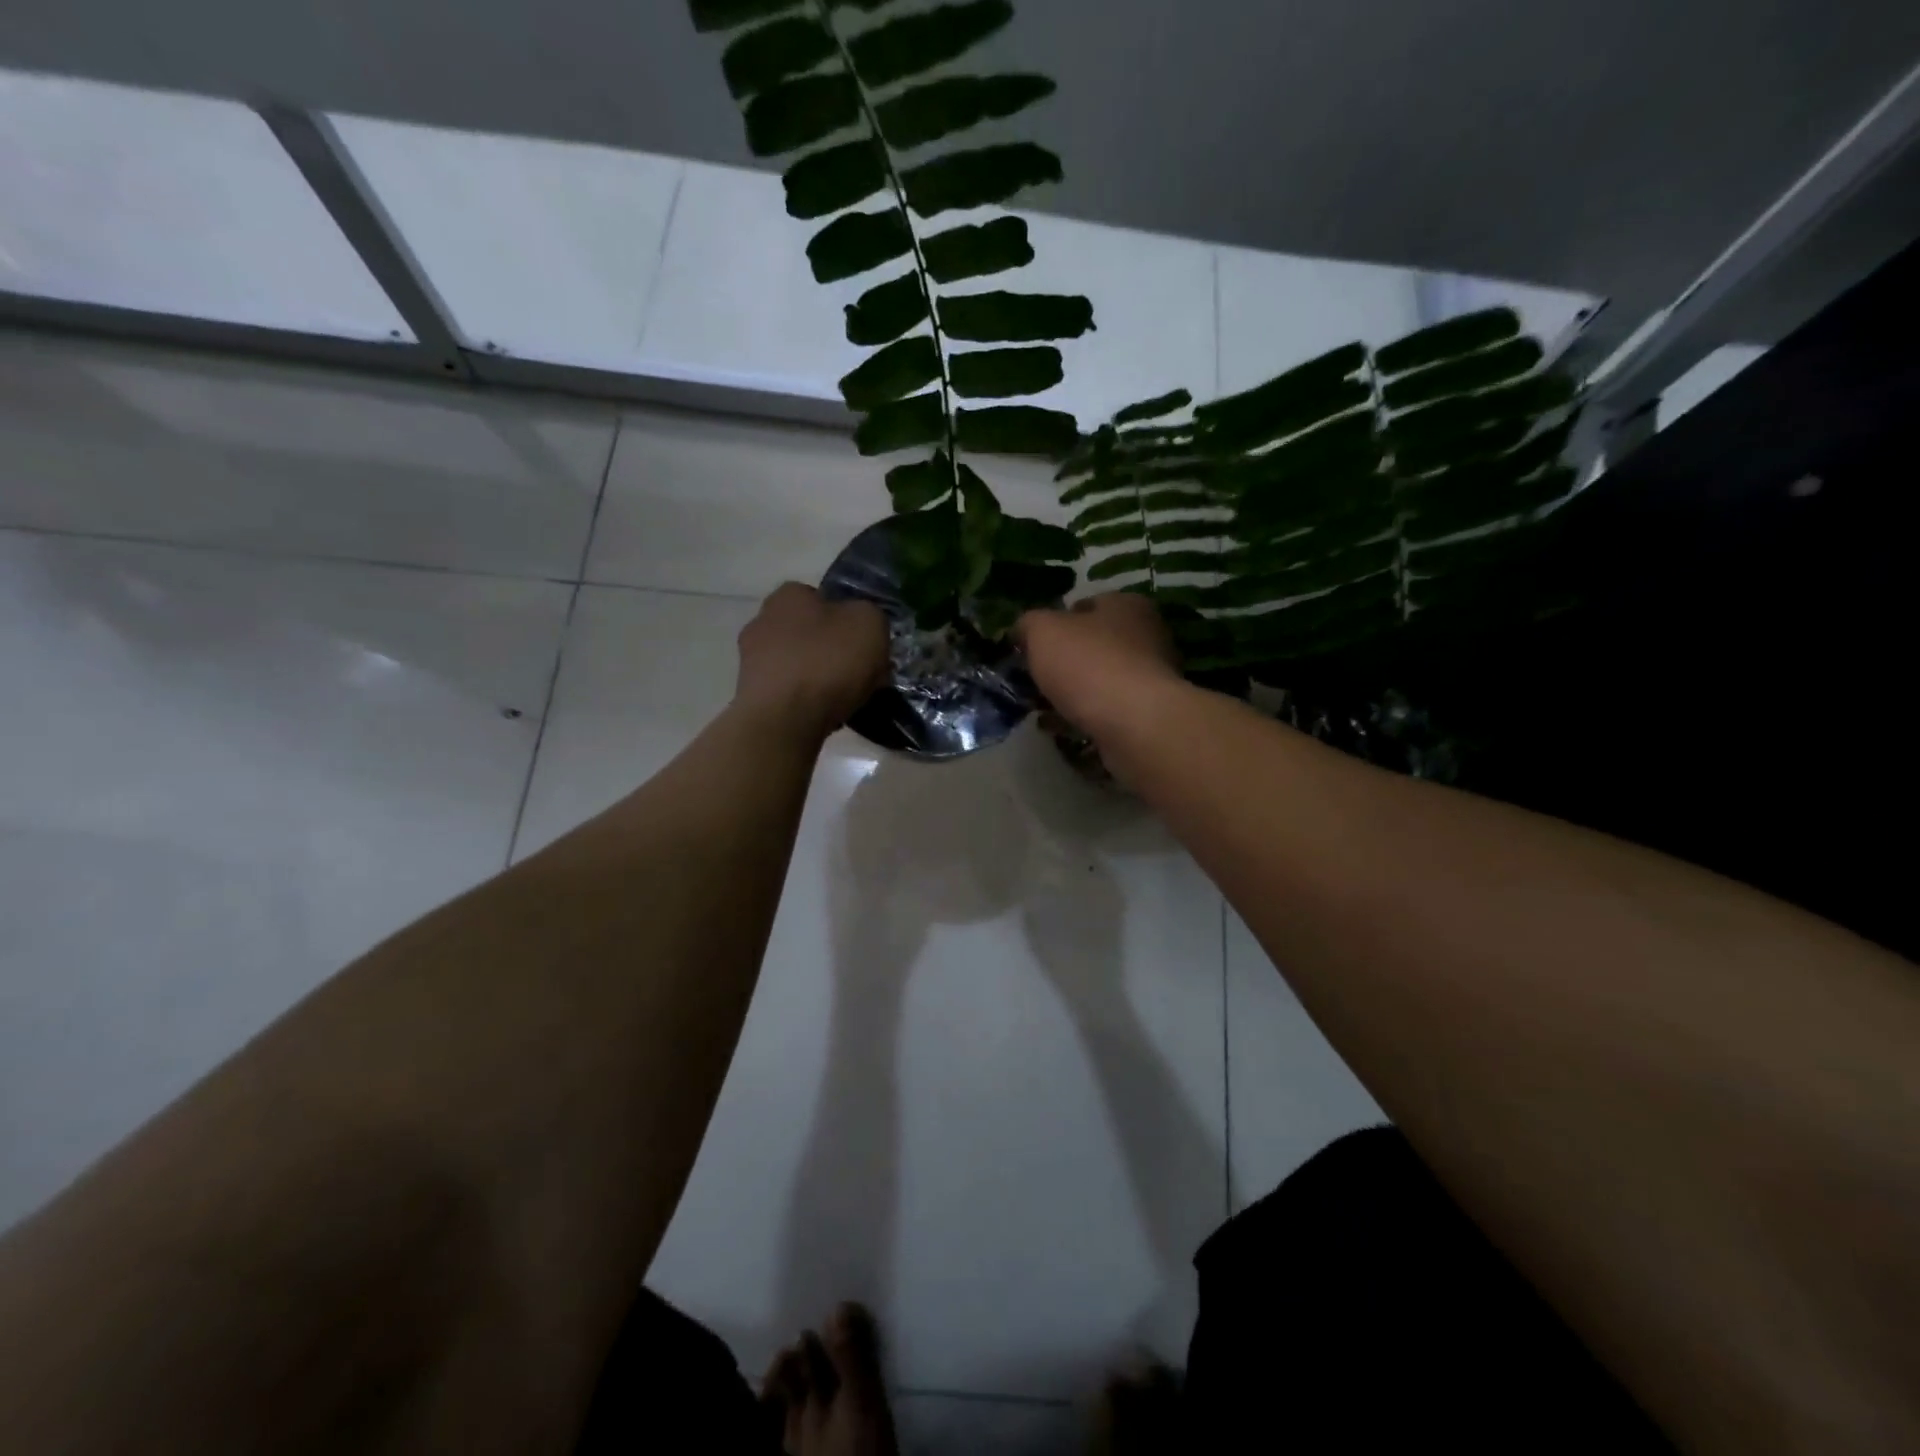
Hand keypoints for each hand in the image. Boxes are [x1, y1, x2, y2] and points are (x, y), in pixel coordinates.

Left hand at [735, 583, 888, 739]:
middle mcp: (762, 620)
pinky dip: (806, 701)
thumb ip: (869, 615)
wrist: (785, 719)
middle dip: (831, 649)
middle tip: (859, 672)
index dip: (847, 619)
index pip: (821, 598)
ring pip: (798, 664)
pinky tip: (824, 715)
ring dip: (818, 677)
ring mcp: (751, 660)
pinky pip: (788, 692)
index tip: (864, 643)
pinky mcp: (750, 695)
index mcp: (788, 594)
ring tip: (846, 698)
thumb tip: (862, 626)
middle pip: (808, 632)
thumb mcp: (870, 623)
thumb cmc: (828, 661)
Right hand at [1016, 592, 1183, 744]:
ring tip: (1041, 709)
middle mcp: (1146, 636)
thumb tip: (1022, 630)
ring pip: (1099, 681)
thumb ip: (1028, 625)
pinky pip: (1107, 712)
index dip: (1055, 623)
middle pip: (1093, 645)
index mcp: (1126, 605)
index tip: (1031, 646)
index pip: (1086, 605)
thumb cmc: (1089, 664)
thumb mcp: (1043, 631)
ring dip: (1071, 693)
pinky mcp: (1148, 714)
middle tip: (1034, 679)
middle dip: (1063, 662)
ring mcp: (1151, 678)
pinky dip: (1083, 718)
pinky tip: (1061, 729)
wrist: (1135, 724)